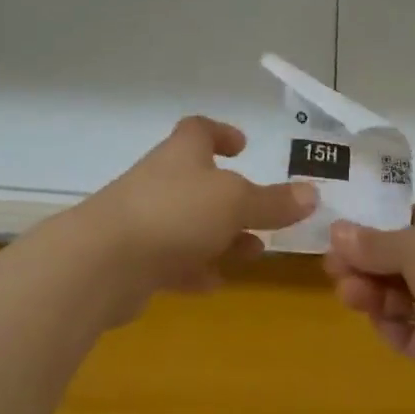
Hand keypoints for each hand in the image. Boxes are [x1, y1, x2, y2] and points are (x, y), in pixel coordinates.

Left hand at [80, 116, 314, 317]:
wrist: (102, 262)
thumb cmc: (175, 213)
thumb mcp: (236, 203)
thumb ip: (273, 202)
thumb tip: (312, 193)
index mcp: (183, 154)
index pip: (199, 130)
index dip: (221, 134)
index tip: (242, 146)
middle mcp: (162, 181)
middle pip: (199, 182)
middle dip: (232, 200)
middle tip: (262, 216)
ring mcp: (145, 221)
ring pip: (190, 225)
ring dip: (221, 238)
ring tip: (252, 254)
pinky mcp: (134, 261)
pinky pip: (172, 261)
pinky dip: (195, 269)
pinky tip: (215, 283)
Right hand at [324, 204, 414, 395]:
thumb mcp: (412, 242)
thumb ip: (373, 243)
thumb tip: (336, 232)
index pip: (414, 223)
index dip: (377, 230)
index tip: (341, 237)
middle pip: (406, 262)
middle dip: (368, 265)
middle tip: (332, 269)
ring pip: (408, 298)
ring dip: (376, 294)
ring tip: (347, 295)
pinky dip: (395, 328)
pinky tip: (378, 322)